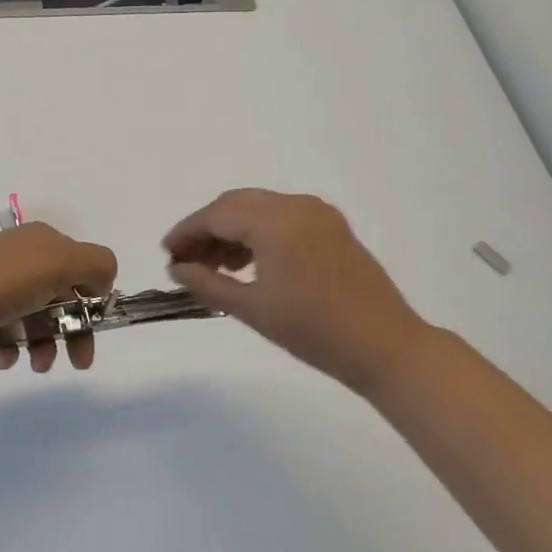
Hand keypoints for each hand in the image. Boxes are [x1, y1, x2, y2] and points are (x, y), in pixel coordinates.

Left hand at [0, 223, 116, 373]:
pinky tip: (3, 356)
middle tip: (80, 362)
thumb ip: (96, 264)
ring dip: (44, 345)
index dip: (93, 297)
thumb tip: (104, 280)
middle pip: (62, 296)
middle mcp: (22, 258)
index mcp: (43, 241)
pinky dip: (11, 348)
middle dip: (74, 330)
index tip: (95, 325)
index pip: (82, 266)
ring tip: (36, 364)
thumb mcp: (61, 262)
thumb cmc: (3, 282)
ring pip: (35, 319)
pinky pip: (6, 333)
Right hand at [163, 189, 430, 398]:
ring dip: (232, 230)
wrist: (386, 347)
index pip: (217, 214)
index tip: (166, 252)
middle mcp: (296, 204)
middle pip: (236, 204)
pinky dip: (259, 232)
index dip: (187, 231)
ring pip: (260, 208)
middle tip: (186, 260)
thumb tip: (177, 268)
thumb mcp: (253, 309)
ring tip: (214, 266)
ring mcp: (318, 212)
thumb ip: (208, 283)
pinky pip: (283, 216)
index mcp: (275, 220)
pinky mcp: (332, 226)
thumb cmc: (314, 331)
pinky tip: (248, 262)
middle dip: (207, 228)